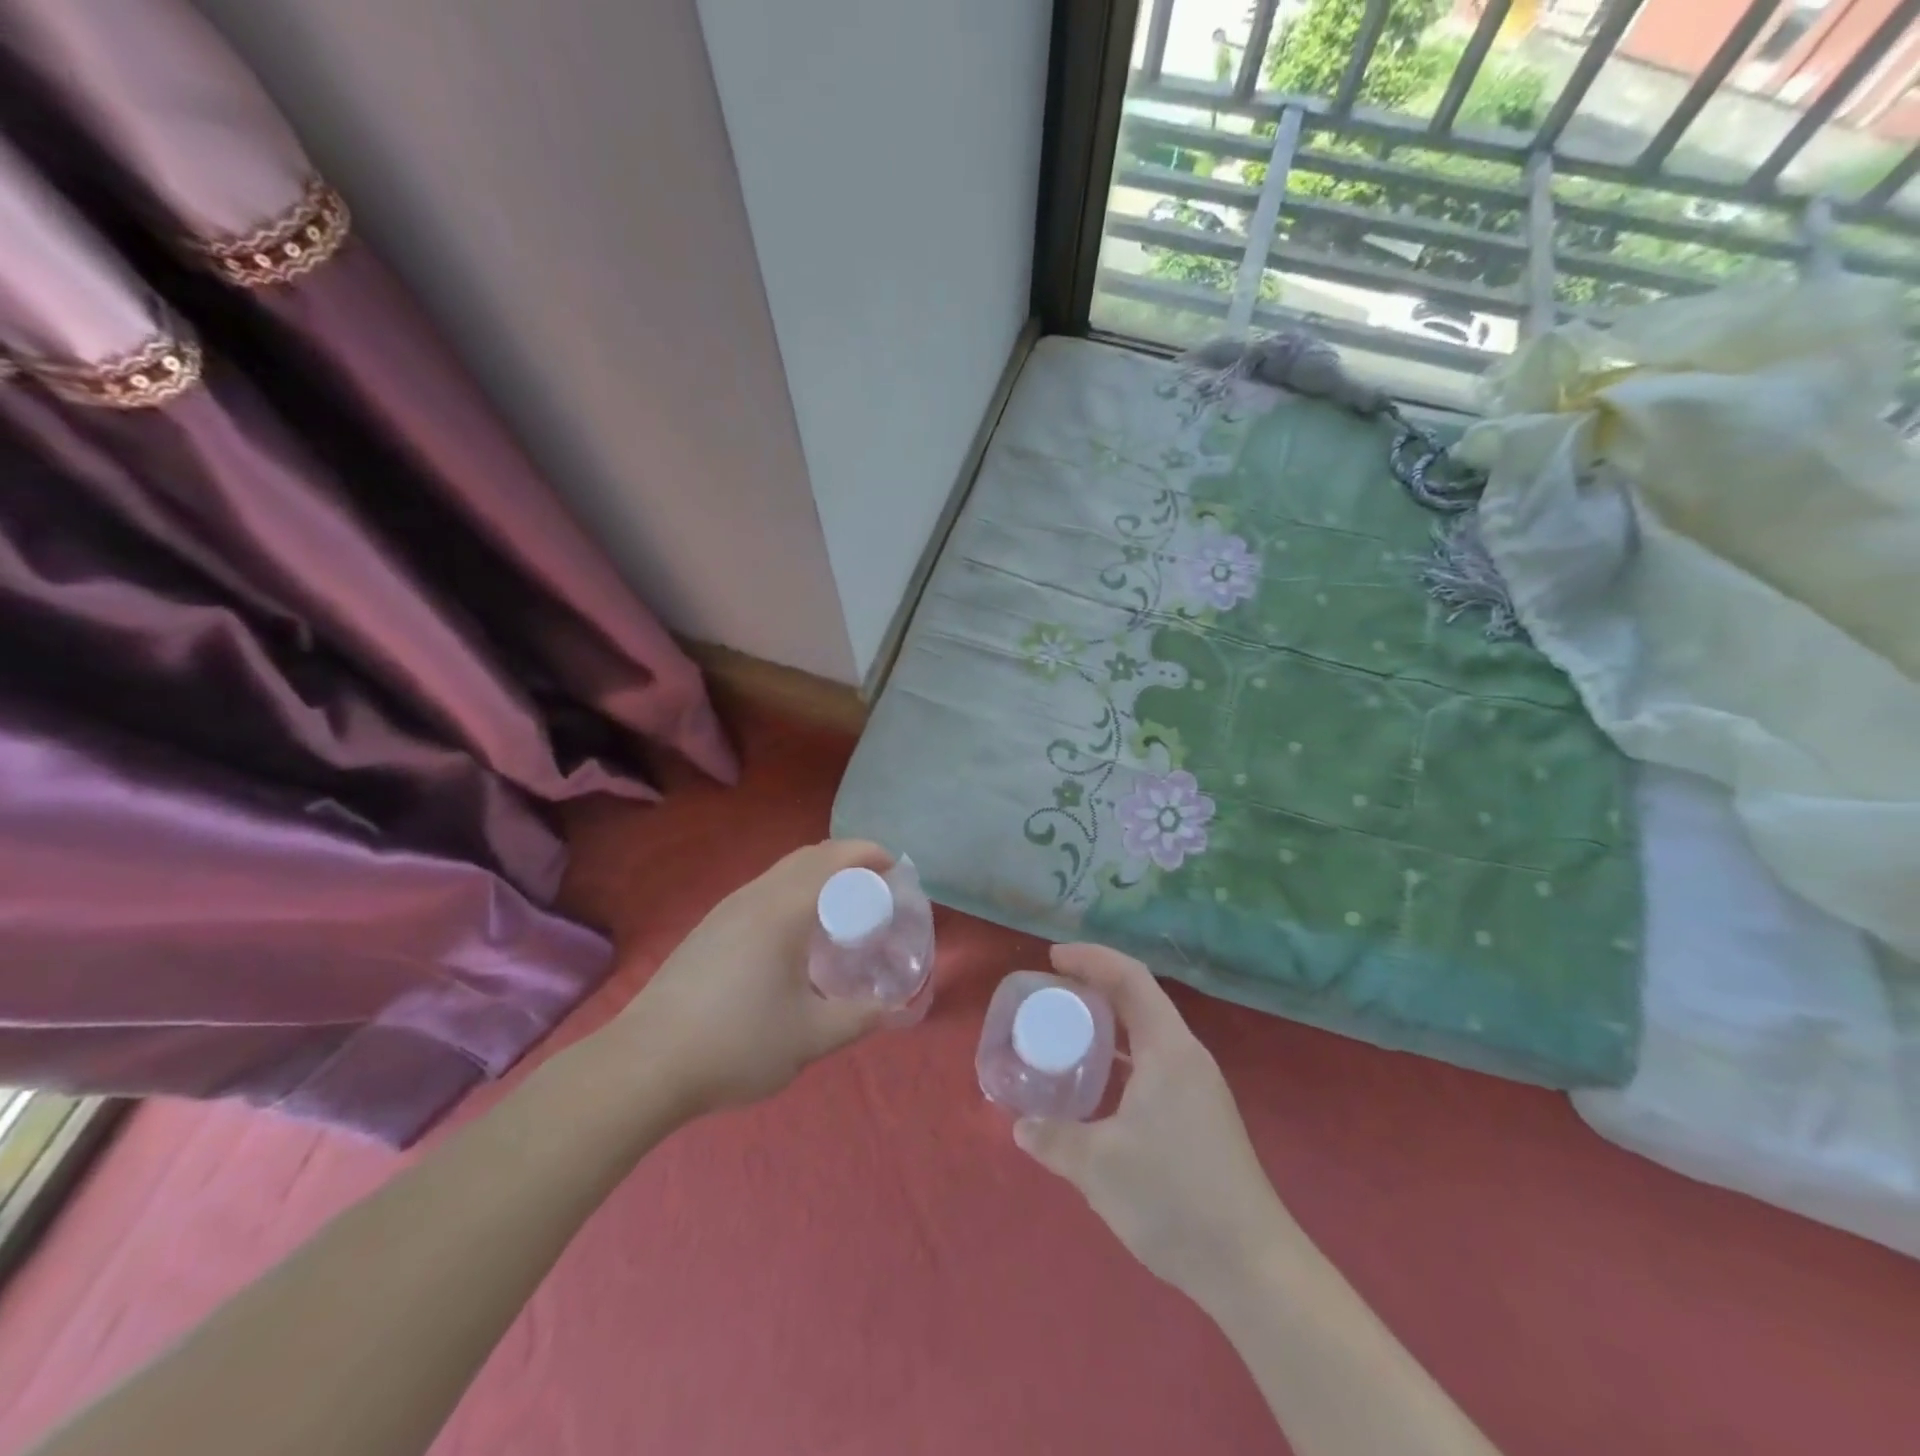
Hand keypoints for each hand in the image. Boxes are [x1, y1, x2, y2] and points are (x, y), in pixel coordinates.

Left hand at [612, 840, 892, 1115]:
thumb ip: (858, 1018)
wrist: (645, 1064)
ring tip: (842, 907)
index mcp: (783, 910)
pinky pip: (763, 890)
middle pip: (808, 856)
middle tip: (877, 886)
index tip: (897, 869)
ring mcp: (726, 910)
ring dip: (818, 874)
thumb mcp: (810, 1038)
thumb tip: (894, 1009)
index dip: (870, 854)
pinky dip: (793, 891)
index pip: (835, 860)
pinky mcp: (708, 928)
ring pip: (782, 871)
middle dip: (848, 859)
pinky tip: (795, 933)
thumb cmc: (736, 1044)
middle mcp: (755, 896)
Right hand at [1014, 944, 1291, 1305]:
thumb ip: (1053, 1138)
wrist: (1251, 1267)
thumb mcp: (1098, 1165)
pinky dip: (1121, 1058)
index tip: (1053, 957)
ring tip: (1067, 1032)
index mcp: (1169, 1049)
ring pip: (1148, 1035)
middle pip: (1139, 1000)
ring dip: (1109, 1024)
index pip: (1130, 978)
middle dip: (1095, 987)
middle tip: (1051, 992)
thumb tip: (1020, 1126)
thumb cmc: (1173, 1197)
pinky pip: (1153, 1065)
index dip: (1092, 959)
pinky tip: (1097, 1085)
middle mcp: (1187, 1057)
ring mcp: (1198, 1088)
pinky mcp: (1200, 1117)